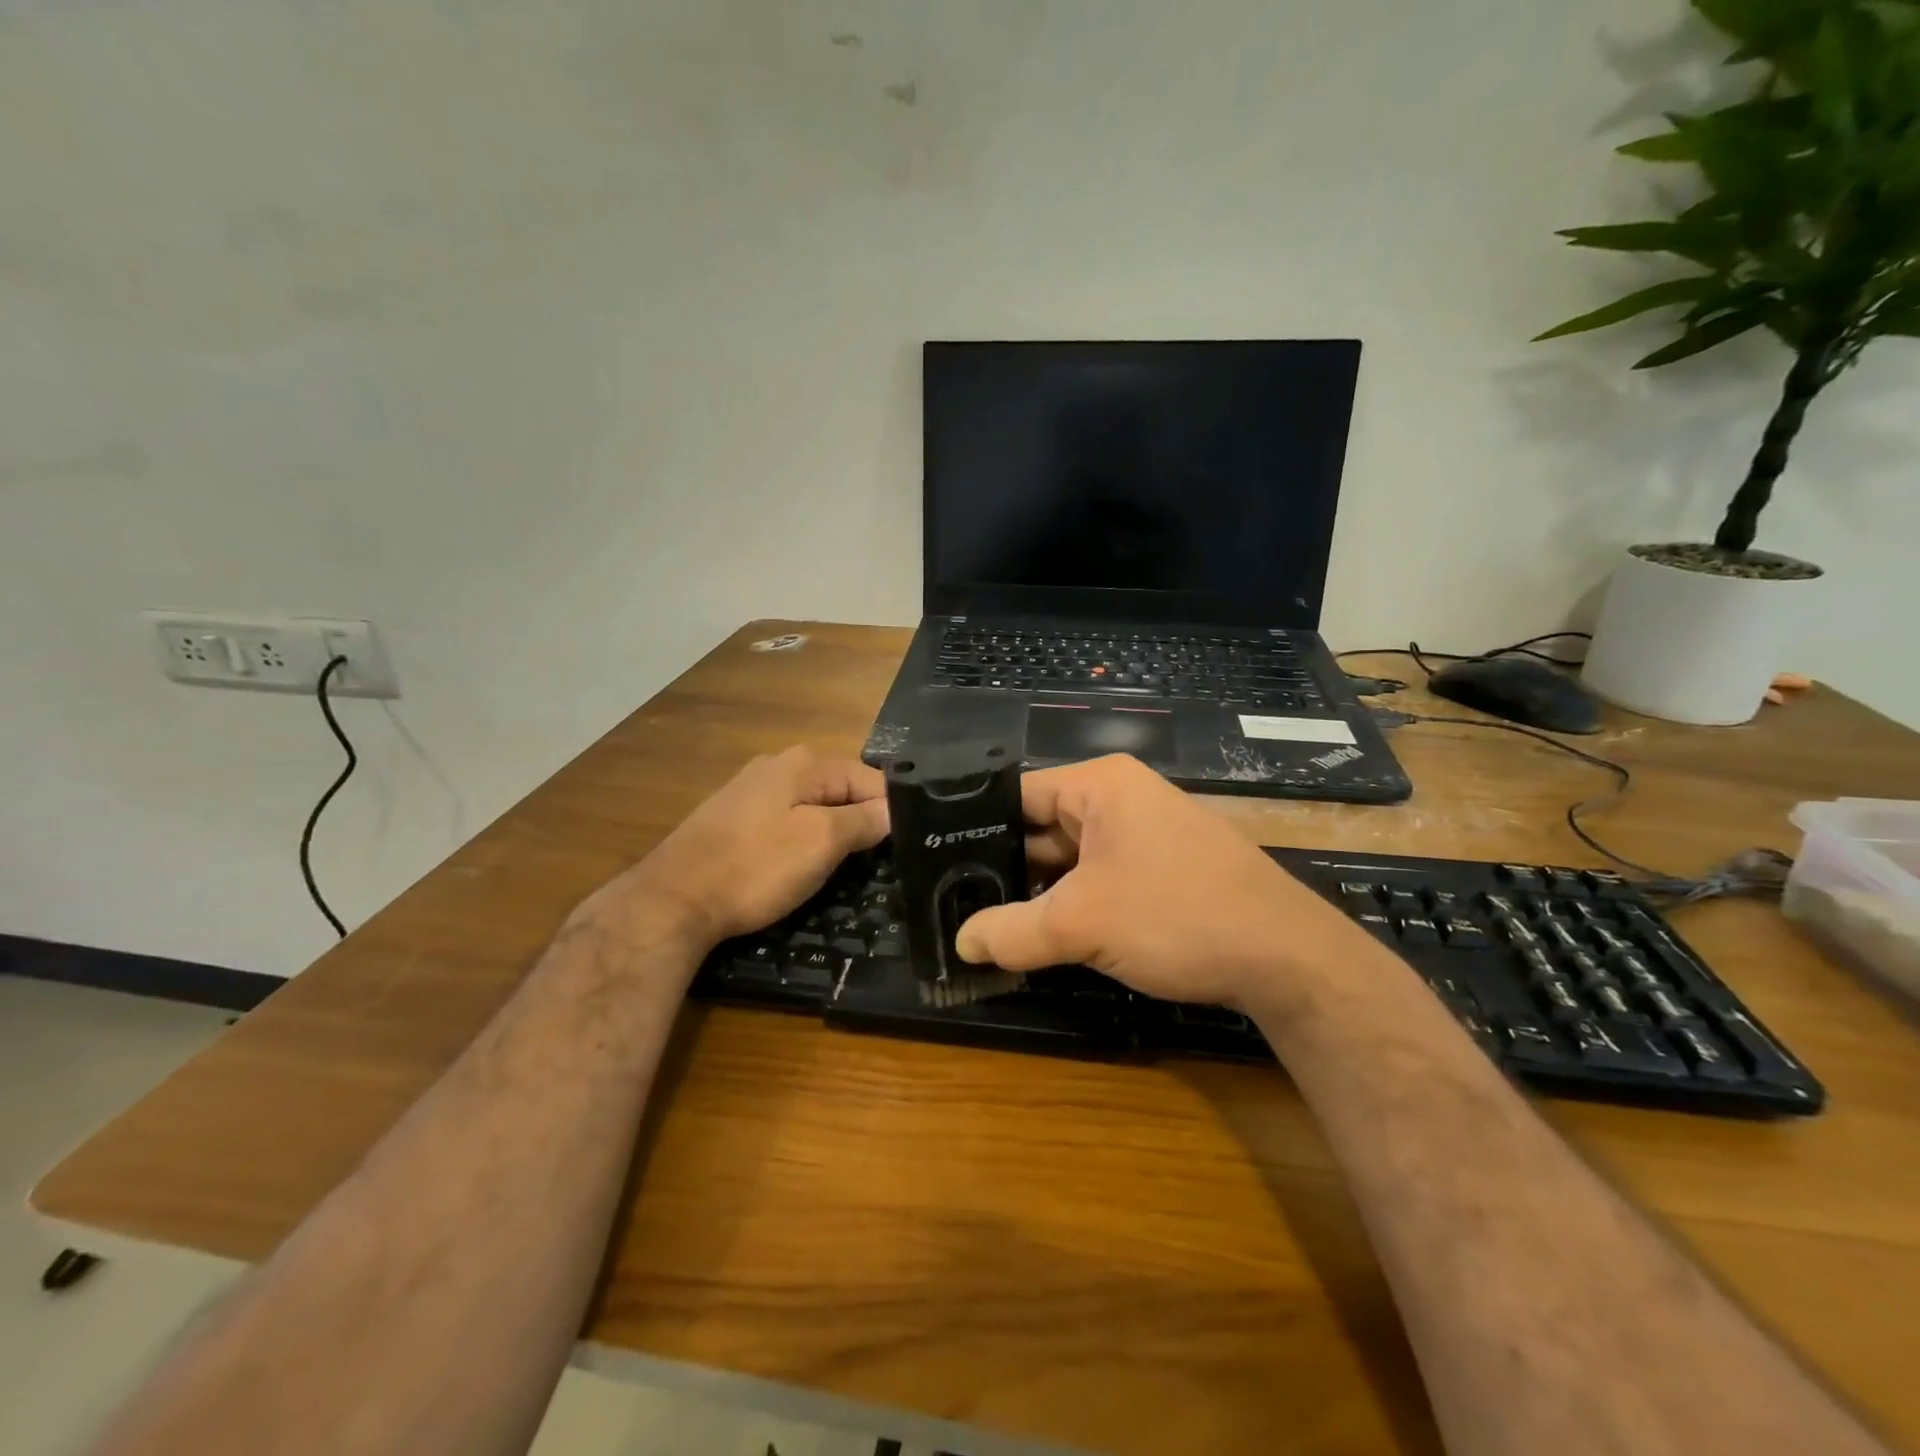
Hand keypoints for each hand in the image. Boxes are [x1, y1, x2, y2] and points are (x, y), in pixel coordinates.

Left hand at [579, 747, 888, 950]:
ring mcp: (750, 789)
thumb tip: (894, 808)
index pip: (870, 778)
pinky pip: (784, 821)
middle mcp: (778, 764)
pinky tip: (795, 865)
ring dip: (830, 832)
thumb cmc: (756, 867)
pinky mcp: (733, 816)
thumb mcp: (822, 842)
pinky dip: (799, 839)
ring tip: (838, 868)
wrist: (673, 899)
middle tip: (872, 863)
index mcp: (804, 762)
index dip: (889, 811)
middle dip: (859, 821)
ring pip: (812, 806)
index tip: (899, 848)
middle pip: (840, 790)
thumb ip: (863, 820)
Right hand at [955, 755, 1367, 1009]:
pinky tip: (1040, 938)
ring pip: (1069, 860)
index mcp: (1100, 784)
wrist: (1287, 958)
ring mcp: (1143, 835)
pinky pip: (1098, 879)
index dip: (973, 827)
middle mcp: (1120, 799)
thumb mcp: (1082, 924)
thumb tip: (960, 943)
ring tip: (984, 926)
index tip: (935, 864)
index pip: (1017, 794)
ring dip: (1037, 894)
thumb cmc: (1178, 915)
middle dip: (1003, 869)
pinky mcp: (1160, 870)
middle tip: (953, 904)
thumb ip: (1012, 932)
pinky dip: (1070, 905)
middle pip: (1040, 828)